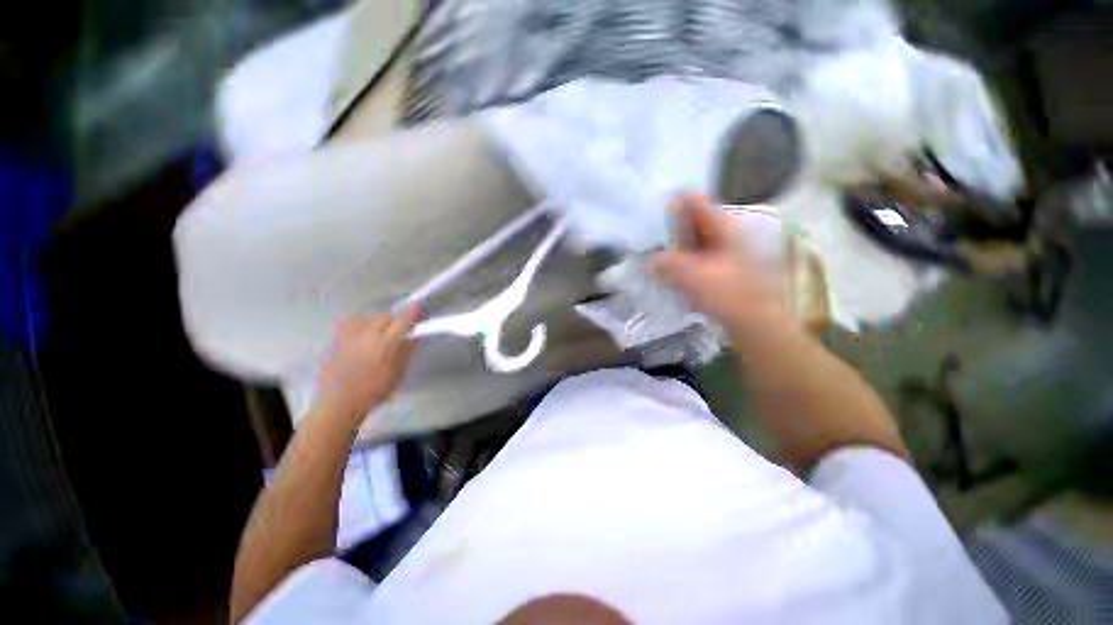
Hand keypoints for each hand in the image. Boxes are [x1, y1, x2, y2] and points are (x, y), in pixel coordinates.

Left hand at [317, 308, 419, 419]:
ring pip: (369, 317)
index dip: (412, 316)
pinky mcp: (338, 334)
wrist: (339, 400)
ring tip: (377, 335)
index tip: (417, 315)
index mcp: (384, 344)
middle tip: (396, 333)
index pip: (402, 321)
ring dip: (376, 323)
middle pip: (385, 316)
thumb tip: (414, 339)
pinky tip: (360, 335)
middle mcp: (367, 332)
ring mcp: (350, 331)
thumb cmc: (371, 394)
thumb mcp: (395, 378)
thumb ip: (406, 355)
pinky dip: (360, 325)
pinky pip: (352, 321)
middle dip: (393, 322)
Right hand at [650, 194, 787, 338]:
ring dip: (677, 252)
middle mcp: (726, 236)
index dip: (673, 202)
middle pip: (694, 223)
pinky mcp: (725, 277)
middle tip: (646, 239)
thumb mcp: (695, 277)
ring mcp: (727, 257)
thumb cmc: (731, 296)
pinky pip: (700, 265)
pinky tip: (670, 281)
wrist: (759, 327)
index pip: (695, 201)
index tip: (651, 214)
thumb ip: (668, 265)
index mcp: (723, 227)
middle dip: (671, 230)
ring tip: (653, 260)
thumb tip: (649, 261)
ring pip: (696, 245)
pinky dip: (686, 269)